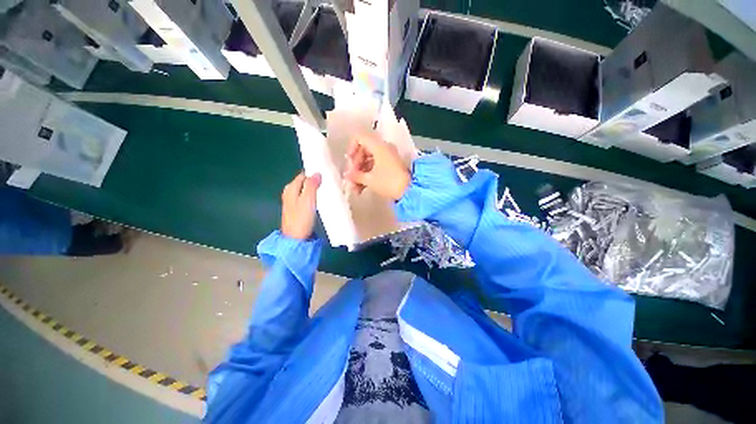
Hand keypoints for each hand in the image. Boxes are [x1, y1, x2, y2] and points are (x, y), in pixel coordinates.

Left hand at [281, 172, 320, 239]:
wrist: (296, 238)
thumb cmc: (302, 218)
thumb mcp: (308, 200)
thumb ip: (311, 185)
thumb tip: (317, 173)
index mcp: (290, 188)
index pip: (304, 175)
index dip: (314, 174)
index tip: (326, 175)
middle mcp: (289, 192)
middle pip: (304, 182)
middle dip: (315, 181)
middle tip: (328, 183)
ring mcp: (292, 201)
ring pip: (305, 190)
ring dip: (315, 189)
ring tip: (326, 190)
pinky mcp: (297, 209)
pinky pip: (306, 197)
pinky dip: (313, 196)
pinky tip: (320, 199)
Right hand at [343, 133, 410, 200]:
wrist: (411, 191)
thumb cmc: (389, 182)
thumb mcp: (370, 179)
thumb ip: (356, 175)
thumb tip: (347, 175)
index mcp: (378, 146)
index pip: (360, 137)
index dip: (351, 148)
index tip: (349, 161)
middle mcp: (383, 148)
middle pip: (363, 150)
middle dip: (356, 165)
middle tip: (352, 178)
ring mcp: (388, 157)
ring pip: (369, 160)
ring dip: (361, 173)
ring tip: (355, 189)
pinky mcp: (391, 166)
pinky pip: (376, 166)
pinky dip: (368, 175)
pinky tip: (362, 189)